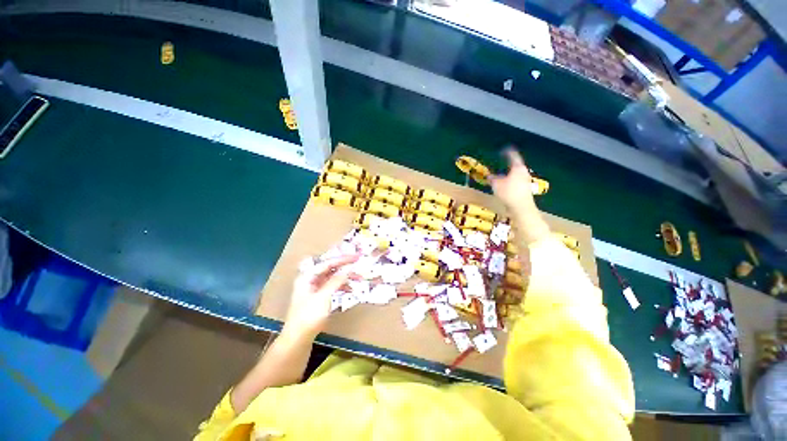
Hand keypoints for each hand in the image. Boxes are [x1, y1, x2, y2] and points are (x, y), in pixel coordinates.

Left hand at [283, 254, 358, 338]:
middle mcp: (310, 279)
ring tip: (358, 278)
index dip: (343, 259)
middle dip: (344, 267)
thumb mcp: (324, 296)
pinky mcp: (318, 297)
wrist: (298, 340)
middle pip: (330, 268)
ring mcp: (314, 289)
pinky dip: (341, 286)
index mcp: (308, 276)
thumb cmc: (309, 316)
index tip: (356, 257)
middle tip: (358, 265)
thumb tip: (349, 268)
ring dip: (344, 277)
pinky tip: (350, 289)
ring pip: (332, 277)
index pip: (328, 263)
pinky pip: (332, 286)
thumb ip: (337, 280)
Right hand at [489, 147, 536, 215]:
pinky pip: (516, 181)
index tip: (502, 150)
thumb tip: (489, 176)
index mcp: (517, 167)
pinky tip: (504, 186)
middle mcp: (523, 172)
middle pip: (515, 165)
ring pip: (515, 174)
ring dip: (508, 174)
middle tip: (500, 164)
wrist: (521, 207)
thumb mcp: (496, 184)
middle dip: (507, 165)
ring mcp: (526, 180)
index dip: (507, 152)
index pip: (513, 156)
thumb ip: (492, 179)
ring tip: (500, 177)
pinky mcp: (525, 188)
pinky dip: (510, 181)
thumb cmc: (508, 193)